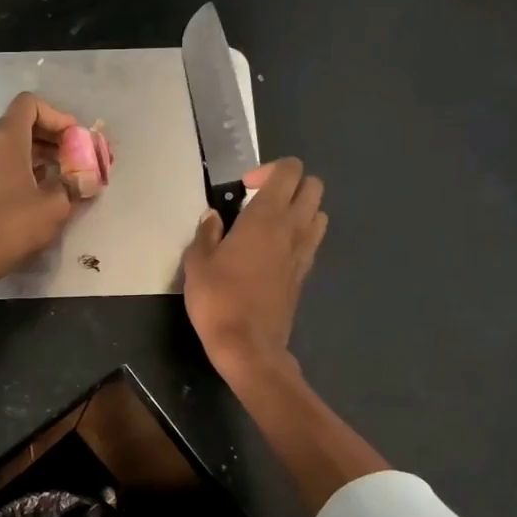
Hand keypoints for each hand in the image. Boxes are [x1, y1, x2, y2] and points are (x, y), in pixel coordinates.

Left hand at [0, 92, 78, 287]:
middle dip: (49, 137)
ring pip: (5, 146)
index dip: (56, 116)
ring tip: (56, 178)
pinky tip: (30, 193)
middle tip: (71, 158)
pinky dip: (15, 169)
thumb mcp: (55, 206)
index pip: (29, 104)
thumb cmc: (12, 226)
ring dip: (33, 155)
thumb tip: (85, 179)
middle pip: (18, 124)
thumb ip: (73, 185)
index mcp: (4, 138)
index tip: (73, 138)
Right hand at [182, 158, 326, 378]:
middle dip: (290, 185)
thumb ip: (206, 234)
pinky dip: (299, 237)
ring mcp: (303, 253)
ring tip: (269, 226)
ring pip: (319, 213)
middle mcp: (293, 228)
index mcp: (266, 217)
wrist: (247, 346)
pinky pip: (311, 242)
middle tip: (259, 202)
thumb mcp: (197, 263)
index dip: (268, 170)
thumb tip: (213, 217)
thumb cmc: (218, 299)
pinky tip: (272, 253)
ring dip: (300, 210)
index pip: (288, 171)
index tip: (244, 189)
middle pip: (313, 186)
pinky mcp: (304, 275)